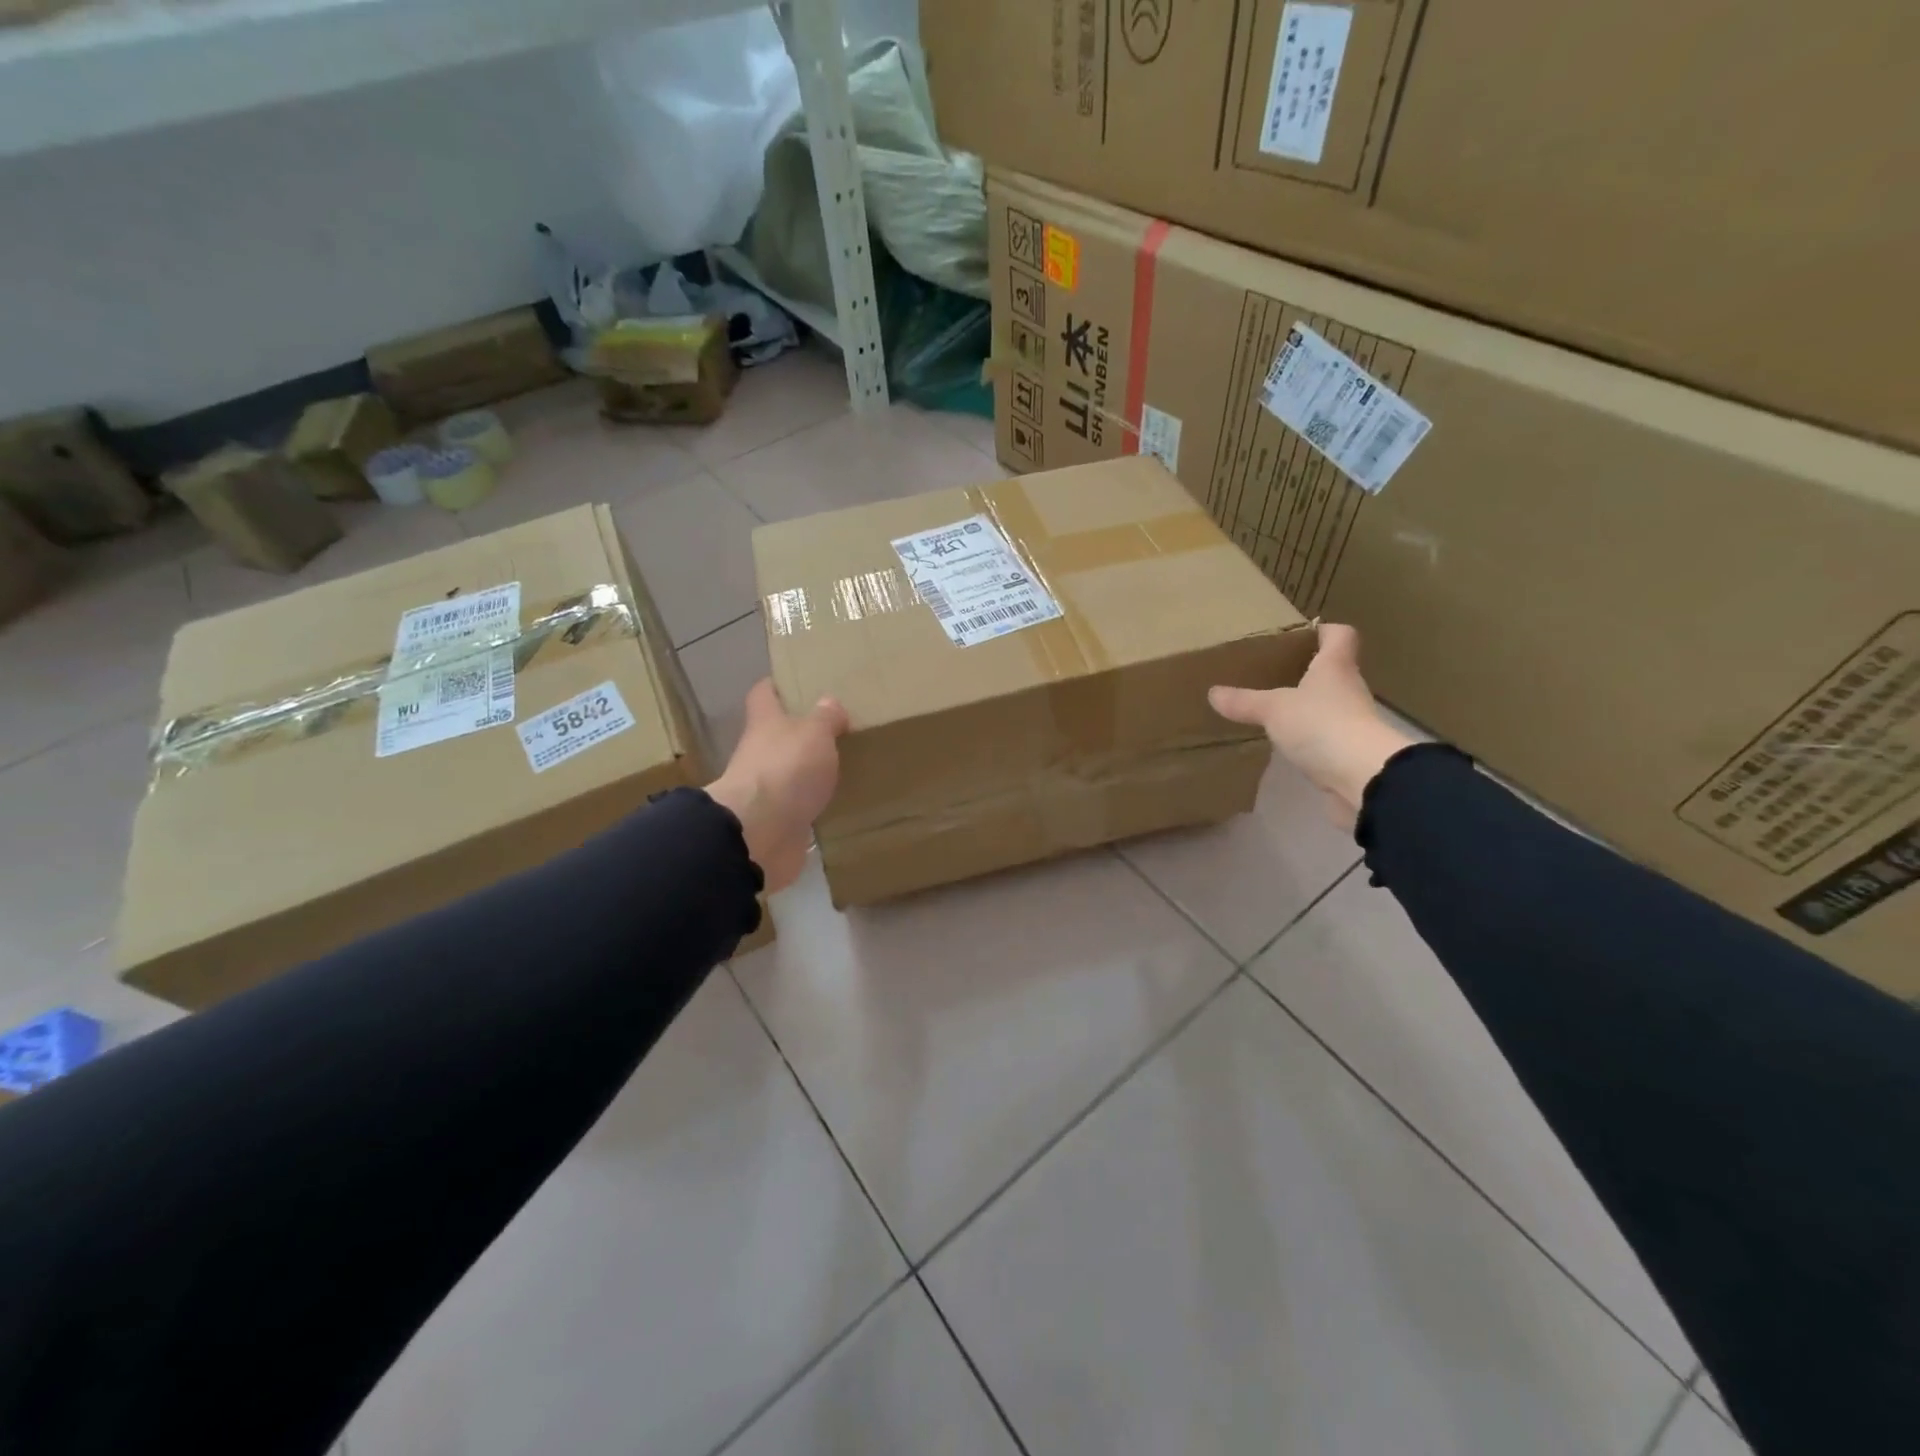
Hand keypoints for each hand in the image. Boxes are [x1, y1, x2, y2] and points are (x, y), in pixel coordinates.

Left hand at [704, 678, 849, 891]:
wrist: (759, 832)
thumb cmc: (786, 769)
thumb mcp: (814, 733)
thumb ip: (825, 718)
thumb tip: (829, 702)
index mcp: (765, 723)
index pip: (764, 694)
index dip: (777, 686)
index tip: (797, 682)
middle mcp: (760, 752)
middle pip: (777, 734)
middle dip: (801, 731)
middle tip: (837, 728)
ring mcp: (766, 789)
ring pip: (789, 772)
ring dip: (809, 770)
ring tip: (844, 765)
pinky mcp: (777, 820)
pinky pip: (798, 806)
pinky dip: (813, 804)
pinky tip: (838, 802)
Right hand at [1209, 624, 1414, 825]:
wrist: (1364, 777)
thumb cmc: (1321, 725)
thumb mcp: (1273, 709)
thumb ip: (1244, 701)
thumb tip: (1213, 693)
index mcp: (1336, 667)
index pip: (1340, 635)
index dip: (1323, 631)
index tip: (1301, 634)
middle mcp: (1349, 689)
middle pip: (1332, 670)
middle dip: (1306, 670)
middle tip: (1273, 673)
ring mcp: (1353, 722)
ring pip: (1328, 704)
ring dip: (1307, 706)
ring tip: (1273, 709)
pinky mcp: (1349, 752)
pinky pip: (1325, 736)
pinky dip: (1308, 737)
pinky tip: (1285, 743)